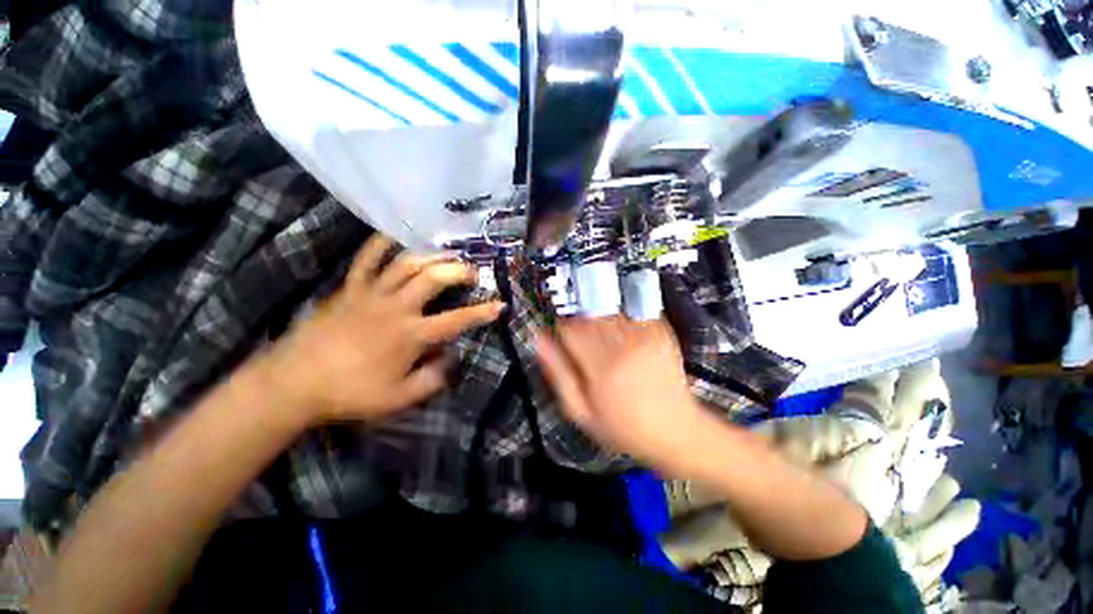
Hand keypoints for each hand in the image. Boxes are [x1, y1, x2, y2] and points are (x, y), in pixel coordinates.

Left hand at [262, 234, 504, 424]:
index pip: (457, 320)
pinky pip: (366, 260)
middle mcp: (397, 307)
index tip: (500, 305)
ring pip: (406, 264)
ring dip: (431, 256)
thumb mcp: (399, 398)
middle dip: (458, 271)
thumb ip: (432, 379)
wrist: (294, 383)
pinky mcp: (351, 289)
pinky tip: (394, 236)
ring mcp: (372, 294)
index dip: (482, 313)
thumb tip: (452, 360)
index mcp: (411, 335)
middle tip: (472, 271)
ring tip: (446, 255)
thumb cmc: (350, 393)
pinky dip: (380, 244)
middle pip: (434, 279)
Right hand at [535, 316, 707, 476]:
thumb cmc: (625, 426)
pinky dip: (619, 320)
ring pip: (606, 311)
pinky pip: (629, 312)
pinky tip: (622, 339)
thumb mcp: (581, 411)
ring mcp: (644, 336)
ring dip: (598, 322)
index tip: (564, 341)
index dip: (561, 332)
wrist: (674, 429)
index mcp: (601, 367)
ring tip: (604, 345)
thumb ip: (558, 373)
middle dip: (579, 327)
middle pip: (587, 316)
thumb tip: (541, 341)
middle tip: (585, 347)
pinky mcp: (659, 332)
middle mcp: (623, 346)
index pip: (568, 328)